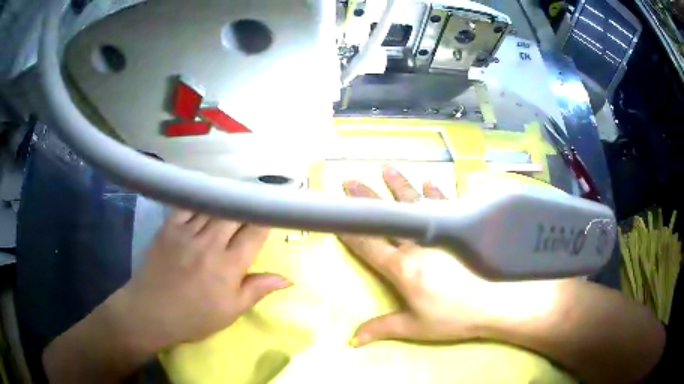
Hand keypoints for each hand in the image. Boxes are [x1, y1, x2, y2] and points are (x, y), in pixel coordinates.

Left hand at [112, 211, 291, 350]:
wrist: (151, 311)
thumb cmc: (194, 317)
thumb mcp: (230, 311)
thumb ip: (257, 289)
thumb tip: (287, 279)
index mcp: (229, 266)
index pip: (255, 233)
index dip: (267, 219)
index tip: (274, 212)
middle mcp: (210, 243)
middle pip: (236, 213)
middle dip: (249, 206)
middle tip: (257, 201)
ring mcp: (187, 232)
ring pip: (214, 206)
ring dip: (229, 200)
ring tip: (237, 194)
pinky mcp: (169, 226)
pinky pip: (189, 204)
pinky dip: (202, 198)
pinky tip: (209, 196)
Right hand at [340, 166, 547, 346]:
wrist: (497, 302)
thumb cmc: (454, 317)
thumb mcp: (415, 327)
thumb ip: (381, 329)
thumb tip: (351, 341)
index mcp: (402, 267)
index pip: (368, 245)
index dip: (350, 231)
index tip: (336, 215)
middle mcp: (418, 243)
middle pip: (387, 217)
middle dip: (365, 199)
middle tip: (349, 180)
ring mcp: (442, 231)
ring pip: (415, 203)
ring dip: (399, 185)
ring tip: (386, 168)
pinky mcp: (462, 226)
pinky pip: (446, 203)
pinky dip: (437, 191)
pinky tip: (431, 181)